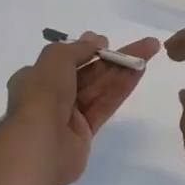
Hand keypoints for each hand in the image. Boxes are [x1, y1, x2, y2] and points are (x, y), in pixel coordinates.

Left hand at [5, 31, 159, 184]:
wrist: (40, 144)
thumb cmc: (42, 95)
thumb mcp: (55, 59)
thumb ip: (77, 49)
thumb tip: (95, 40)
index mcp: (35, 78)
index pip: (63, 61)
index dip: (85, 49)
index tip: (104, 42)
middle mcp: (50, 96)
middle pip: (87, 72)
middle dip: (112, 57)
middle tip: (141, 45)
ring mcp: (68, 115)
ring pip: (99, 88)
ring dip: (123, 69)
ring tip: (149, 51)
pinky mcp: (84, 133)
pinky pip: (105, 105)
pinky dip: (121, 88)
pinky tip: (139, 72)